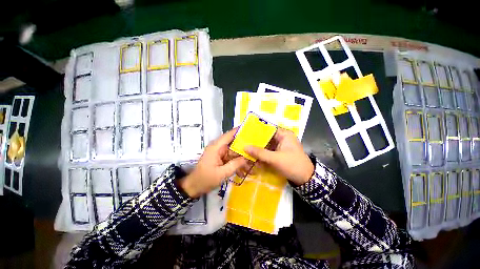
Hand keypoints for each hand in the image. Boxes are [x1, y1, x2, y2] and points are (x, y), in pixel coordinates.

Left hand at [180, 128, 248, 197]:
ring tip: (252, 168)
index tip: (251, 130)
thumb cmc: (205, 179)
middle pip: (234, 145)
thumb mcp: (222, 173)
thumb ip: (235, 164)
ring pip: (234, 153)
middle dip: (245, 151)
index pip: (229, 135)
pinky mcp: (221, 159)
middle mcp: (219, 148)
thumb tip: (247, 158)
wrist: (194, 187)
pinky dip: (237, 165)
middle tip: (256, 154)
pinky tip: (244, 172)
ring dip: (242, 160)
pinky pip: (231, 159)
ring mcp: (220, 154)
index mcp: (216, 147)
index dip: (239, 131)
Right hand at [245, 128, 313, 185]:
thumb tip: (245, 147)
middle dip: (255, 142)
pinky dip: (262, 155)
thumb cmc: (292, 165)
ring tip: (246, 151)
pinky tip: (254, 158)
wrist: (305, 179)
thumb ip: (260, 153)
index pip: (267, 129)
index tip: (246, 134)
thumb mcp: (275, 158)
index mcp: (284, 134)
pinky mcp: (279, 153)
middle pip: (266, 137)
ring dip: (258, 149)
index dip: (256, 131)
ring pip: (266, 145)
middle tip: (244, 143)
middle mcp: (282, 138)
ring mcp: (280, 146)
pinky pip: (268, 152)